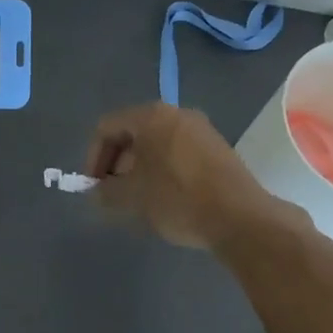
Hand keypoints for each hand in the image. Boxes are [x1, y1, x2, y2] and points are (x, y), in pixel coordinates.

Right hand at [84, 102, 283, 249]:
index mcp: (151, 116)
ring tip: (137, 199)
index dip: (93, 157)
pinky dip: (162, 170)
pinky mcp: (218, 149)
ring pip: (156, 144)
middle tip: (112, 192)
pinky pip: (178, 153)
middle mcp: (177, 114)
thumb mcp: (131, 197)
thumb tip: (97, 192)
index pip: (107, 127)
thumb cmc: (177, 199)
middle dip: (116, 163)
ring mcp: (201, 130)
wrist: (240, 217)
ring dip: (139, 168)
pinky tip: (164, 198)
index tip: (94, 186)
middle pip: (133, 133)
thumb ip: (105, 192)